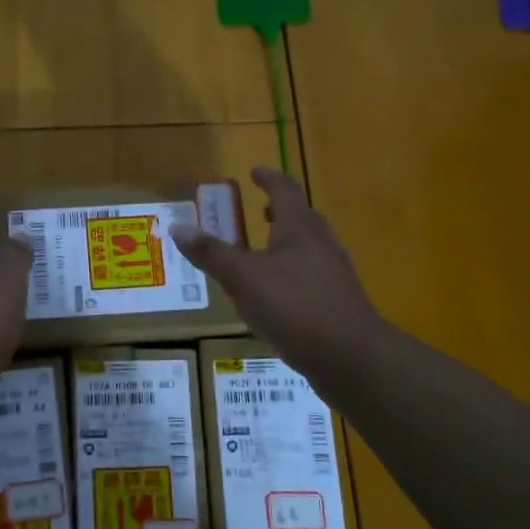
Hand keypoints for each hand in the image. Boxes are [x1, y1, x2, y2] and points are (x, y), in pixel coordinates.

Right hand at [172, 168, 385, 384]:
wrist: (351, 357)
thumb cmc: (294, 307)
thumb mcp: (243, 279)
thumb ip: (212, 253)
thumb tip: (178, 226)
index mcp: (300, 229)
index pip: (284, 191)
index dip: (268, 179)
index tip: (255, 171)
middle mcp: (322, 244)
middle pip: (303, 217)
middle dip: (280, 210)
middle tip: (260, 210)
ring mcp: (335, 274)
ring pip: (310, 246)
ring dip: (289, 241)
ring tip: (266, 250)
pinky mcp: (339, 301)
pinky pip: (314, 274)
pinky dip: (295, 271)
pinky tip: (280, 295)